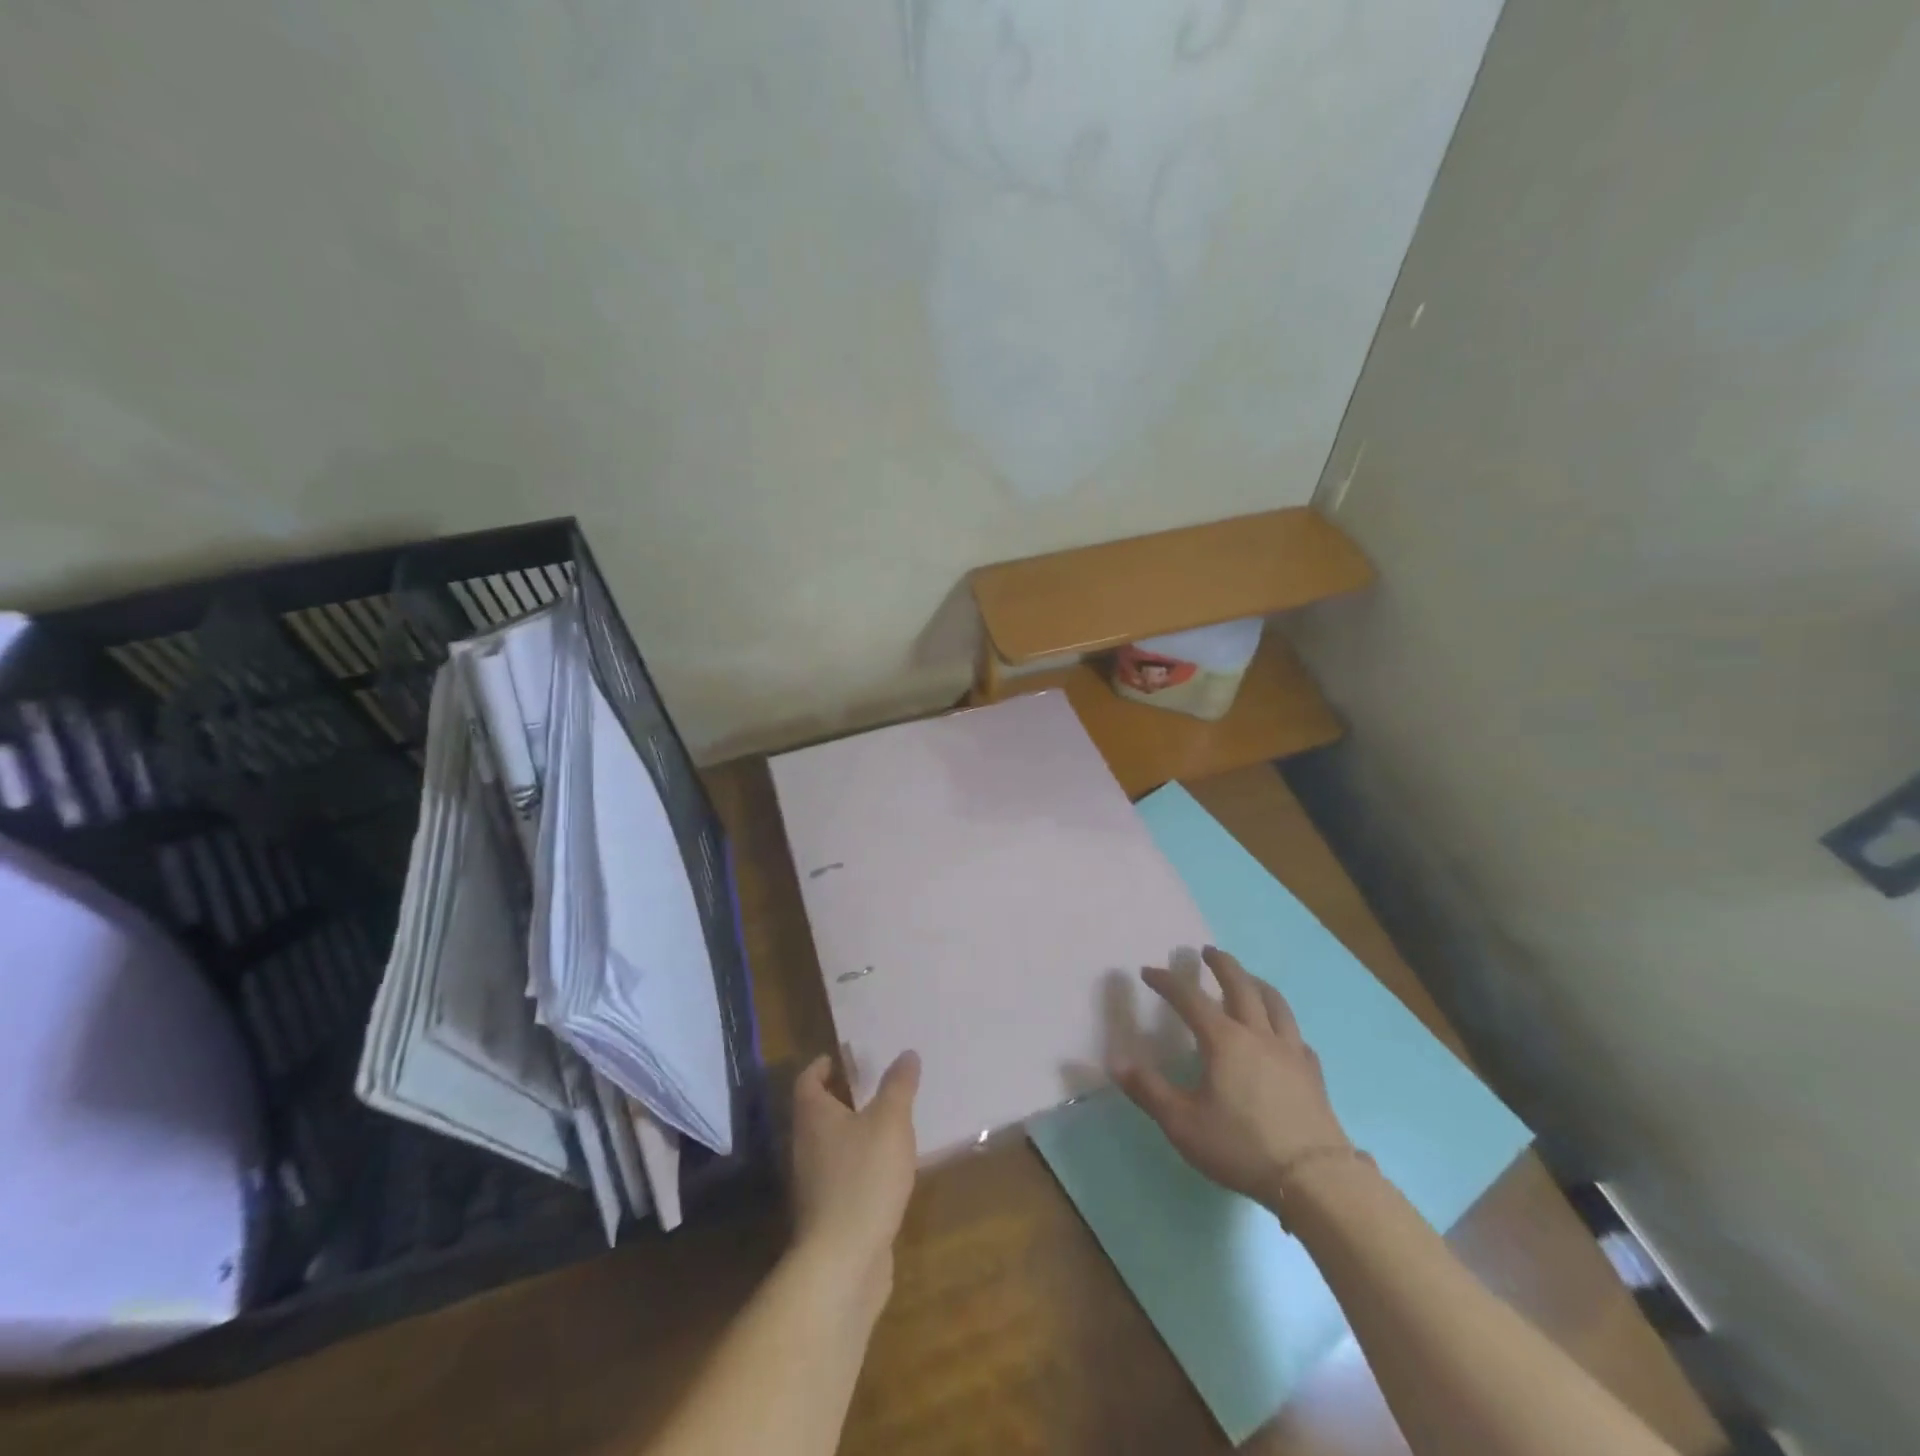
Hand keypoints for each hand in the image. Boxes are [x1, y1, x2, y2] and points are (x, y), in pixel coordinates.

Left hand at [789, 1050, 920, 1308]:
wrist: (843, 1262)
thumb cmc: (864, 1178)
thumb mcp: (890, 1122)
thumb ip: (898, 1086)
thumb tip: (906, 1053)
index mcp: (814, 1117)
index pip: (807, 1081)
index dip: (821, 1067)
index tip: (840, 1058)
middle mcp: (806, 1146)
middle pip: (817, 1112)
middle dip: (841, 1097)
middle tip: (872, 1084)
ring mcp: (814, 1183)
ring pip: (830, 1145)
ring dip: (852, 1131)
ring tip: (885, 1122)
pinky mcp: (828, 1213)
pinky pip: (842, 1175)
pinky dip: (859, 1164)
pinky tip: (886, 1169)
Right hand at [1114, 946, 1349, 1207]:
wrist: (1314, 1179)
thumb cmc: (1241, 1146)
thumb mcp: (1182, 1123)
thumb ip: (1148, 1090)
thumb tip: (1116, 1062)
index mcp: (1224, 1040)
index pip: (1190, 998)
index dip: (1167, 981)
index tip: (1148, 971)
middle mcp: (1258, 1035)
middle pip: (1241, 985)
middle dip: (1221, 964)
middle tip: (1207, 951)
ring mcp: (1290, 1052)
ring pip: (1275, 1003)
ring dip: (1256, 983)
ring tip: (1247, 977)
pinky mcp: (1312, 1074)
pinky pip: (1296, 1036)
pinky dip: (1283, 1024)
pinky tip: (1281, 1034)